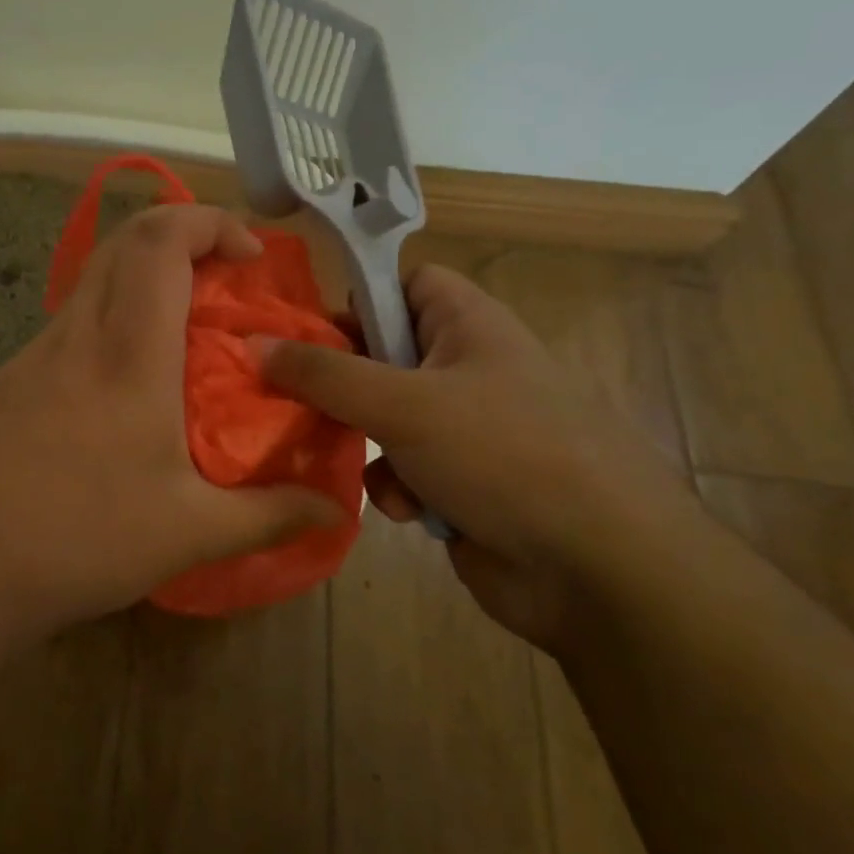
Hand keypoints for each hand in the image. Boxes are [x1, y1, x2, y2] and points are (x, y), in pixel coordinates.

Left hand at [0, 204, 342, 640]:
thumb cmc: (80, 540)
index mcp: (128, 353)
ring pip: (93, 281)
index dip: (209, 222)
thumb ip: (270, 515)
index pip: (160, 240)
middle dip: (182, 236)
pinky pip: (69, 325)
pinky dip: (109, 323)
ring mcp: (33, 354)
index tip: (249, 256)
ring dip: (143, 282)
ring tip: (183, 338)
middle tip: (224, 282)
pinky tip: (122, 390)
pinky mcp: (8, 380)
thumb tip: (337, 511)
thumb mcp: (189, 533)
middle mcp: (77, 335)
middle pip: (124, 241)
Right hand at [260, 264, 694, 651]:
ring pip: (381, 417)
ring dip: (364, 442)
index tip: (303, 329)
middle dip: (339, 383)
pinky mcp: (460, 481)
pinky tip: (409, 511)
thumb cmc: (504, 456)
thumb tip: (254, 344)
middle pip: (380, 354)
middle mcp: (466, 368)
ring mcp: (465, 428)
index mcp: (467, 325)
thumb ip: (323, 373)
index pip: (402, 282)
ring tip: (361, 463)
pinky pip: (403, 468)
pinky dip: (396, 486)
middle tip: (294, 398)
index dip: (355, 297)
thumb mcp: (402, 404)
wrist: (599, 570)